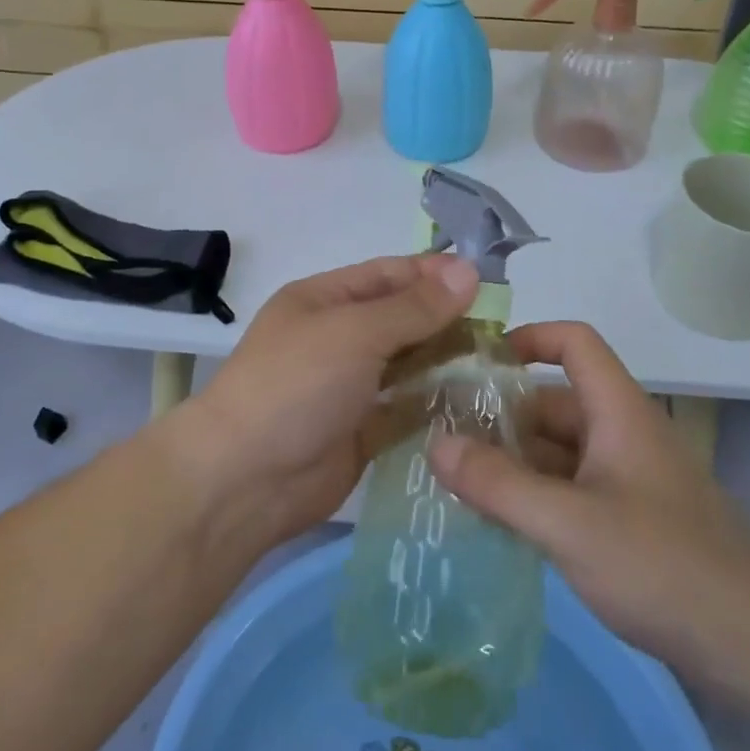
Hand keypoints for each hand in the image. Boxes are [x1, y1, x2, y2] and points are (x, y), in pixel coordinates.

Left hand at [169, 254, 479, 549]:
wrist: (246, 479)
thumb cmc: (296, 385)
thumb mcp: (355, 332)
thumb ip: (414, 307)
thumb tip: (468, 271)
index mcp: (325, 300)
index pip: (389, 275)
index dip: (435, 275)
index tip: (487, 282)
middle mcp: (338, 337)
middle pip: (402, 319)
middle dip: (447, 320)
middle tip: (503, 329)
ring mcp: (349, 386)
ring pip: (408, 365)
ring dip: (446, 363)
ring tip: (500, 364)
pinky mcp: (362, 430)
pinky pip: (406, 409)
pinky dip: (435, 405)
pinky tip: (477, 404)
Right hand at [428, 321, 749, 697]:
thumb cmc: (664, 564)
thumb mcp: (569, 524)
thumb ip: (498, 485)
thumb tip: (435, 443)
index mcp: (617, 411)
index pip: (574, 342)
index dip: (528, 338)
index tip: (476, 363)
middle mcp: (622, 434)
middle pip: (554, 402)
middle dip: (500, 415)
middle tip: (441, 436)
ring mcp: (629, 481)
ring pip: (559, 452)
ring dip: (513, 461)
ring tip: (454, 481)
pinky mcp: (633, 523)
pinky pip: (571, 491)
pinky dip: (535, 497)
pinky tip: (498, 523)